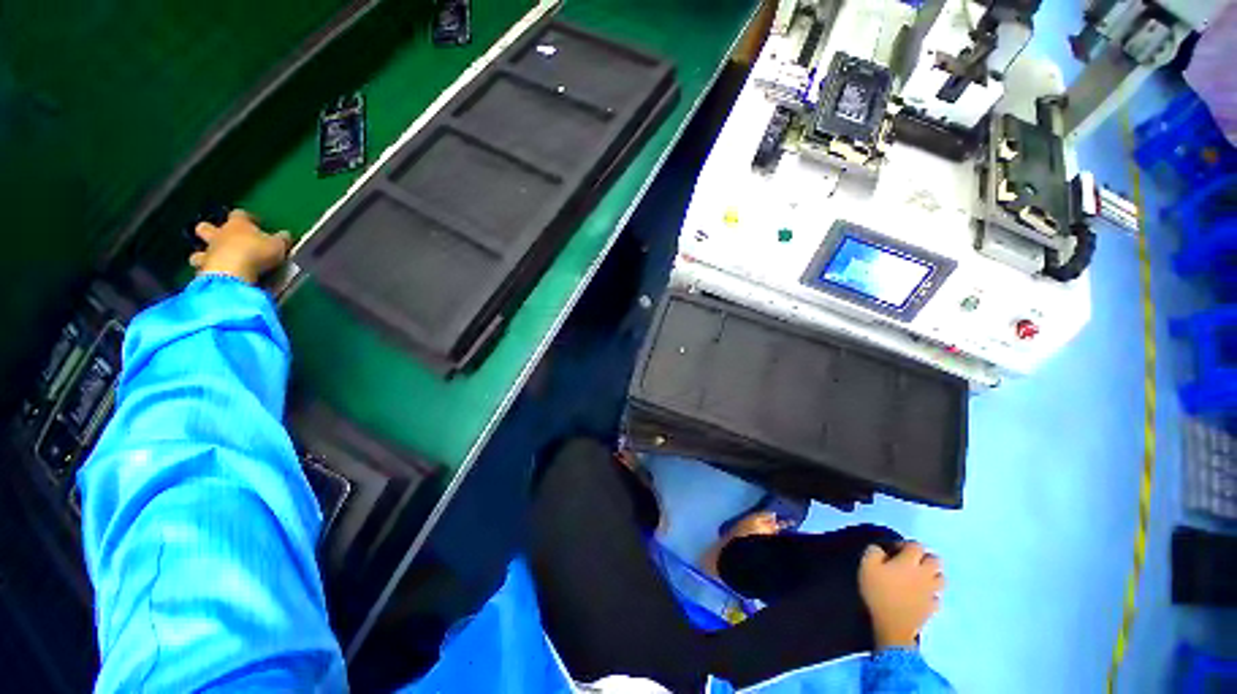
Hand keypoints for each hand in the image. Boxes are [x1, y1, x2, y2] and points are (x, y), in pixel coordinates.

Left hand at [190, 209, 291, 284]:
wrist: (233, 273)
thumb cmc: (257, 253)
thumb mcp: (278, 245)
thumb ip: (281, 239)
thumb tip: (285, 235)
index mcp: (237, 225)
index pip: (239, 214)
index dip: (247, 217)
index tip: (255, 222)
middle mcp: (218, 235)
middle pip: (205, 227)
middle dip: (210, 231)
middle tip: (221, 238)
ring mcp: (208, 253)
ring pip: (197, 252)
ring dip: (204, 255)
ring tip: (215, 262)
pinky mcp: (204, 270)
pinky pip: (203, 269)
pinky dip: (208, 272)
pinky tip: (217, 278)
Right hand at [859, 542, 944, 649]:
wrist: (892, 626)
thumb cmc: (878, 592)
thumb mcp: (866, 565)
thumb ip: (873, 551)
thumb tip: (880, 549)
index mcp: (910, 562)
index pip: (916, 545)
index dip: (905, 544)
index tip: (893, 550)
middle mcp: (925, 574)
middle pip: (936, 559)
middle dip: (925, 557)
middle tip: (910, 561)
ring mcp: (931, 592)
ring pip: (941, 578)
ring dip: (932, 575)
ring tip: (918, 577)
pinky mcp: (933, 608)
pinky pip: (937, 596)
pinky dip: (931, 594)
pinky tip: (921, 596)